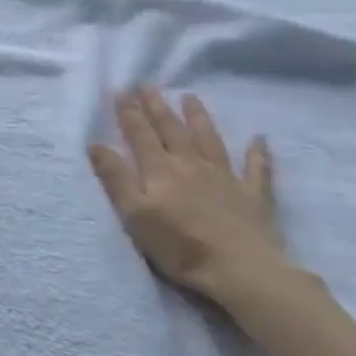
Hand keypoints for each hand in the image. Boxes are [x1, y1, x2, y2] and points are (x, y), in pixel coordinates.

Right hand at [88, 87, 288, 306]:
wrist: (242, 271)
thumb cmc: (180, 246)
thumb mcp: (135, 214)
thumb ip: (116, 177)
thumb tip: (95, 143)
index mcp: (160, 170)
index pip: (140, 134)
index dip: (129, 112)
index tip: (121, 90)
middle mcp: (191, 164)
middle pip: (171, 129)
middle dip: (157, 106)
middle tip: (148, 84)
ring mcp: (225, 178)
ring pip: (209, 139)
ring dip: (199, 117)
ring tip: (190, 97)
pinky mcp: (252, 196)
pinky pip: (256, 169)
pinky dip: (258, 153)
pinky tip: (260, 138)